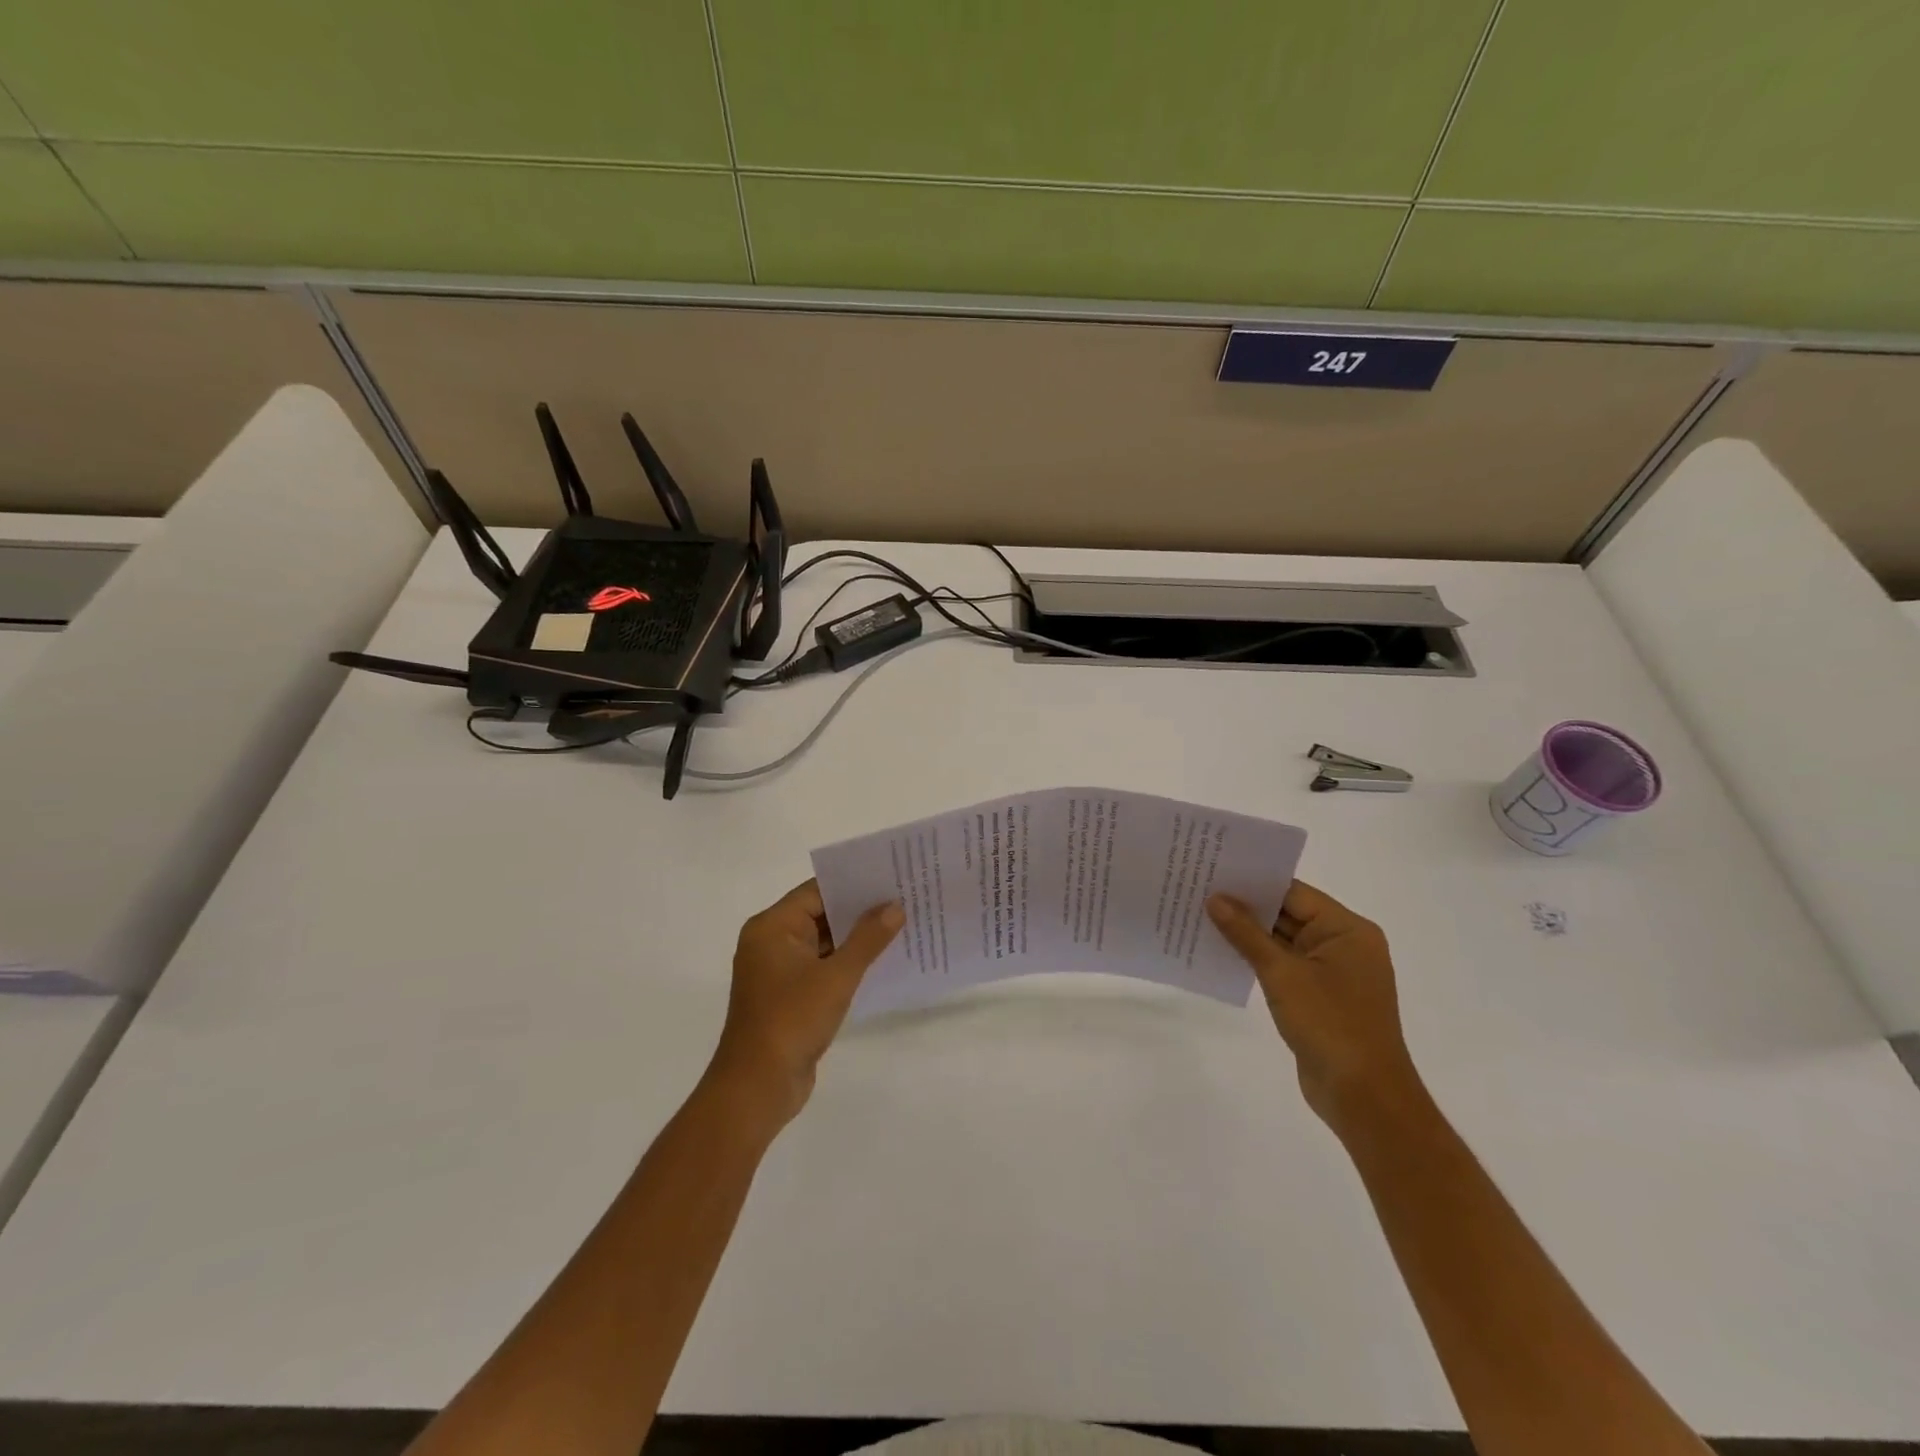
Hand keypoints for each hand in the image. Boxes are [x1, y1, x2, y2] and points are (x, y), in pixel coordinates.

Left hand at [707, 880, 902, 1129]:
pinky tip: (882, 961)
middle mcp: (771, 942)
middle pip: (820, 914)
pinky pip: (822, 966)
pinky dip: (847, 962)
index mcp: (772, 927)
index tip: (891, 877)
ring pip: (824, 942)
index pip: (817, 891)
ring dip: (856, 938)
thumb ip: (867, 939)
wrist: (757, 1087)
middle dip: (860, 910)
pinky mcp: (789, 995)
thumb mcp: (836, 976)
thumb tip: (895, 906)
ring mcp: (779, 970)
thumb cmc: (792, 1020)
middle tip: (904, 899)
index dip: (854, 883)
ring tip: (901, 925)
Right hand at [1207, 881, 1422, 1137]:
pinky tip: (1222, 953)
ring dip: (1248, 935)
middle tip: (1200, 891)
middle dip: (1246, 907)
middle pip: (1289, 914)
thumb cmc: (1329, 1024)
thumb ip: (1246, 934)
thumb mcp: (1282, 974)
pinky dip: (1257, 960)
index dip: (1254, 882)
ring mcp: (1333, 973)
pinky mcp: (1320, 997)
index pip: (1294, 893)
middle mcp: (1344, 945)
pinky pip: (1284, 966)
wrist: (1363, 1096)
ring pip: (1283, 942)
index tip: (1214, 871)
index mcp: (1347, 930)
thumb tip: (1215, 899)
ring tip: (1201, 917)